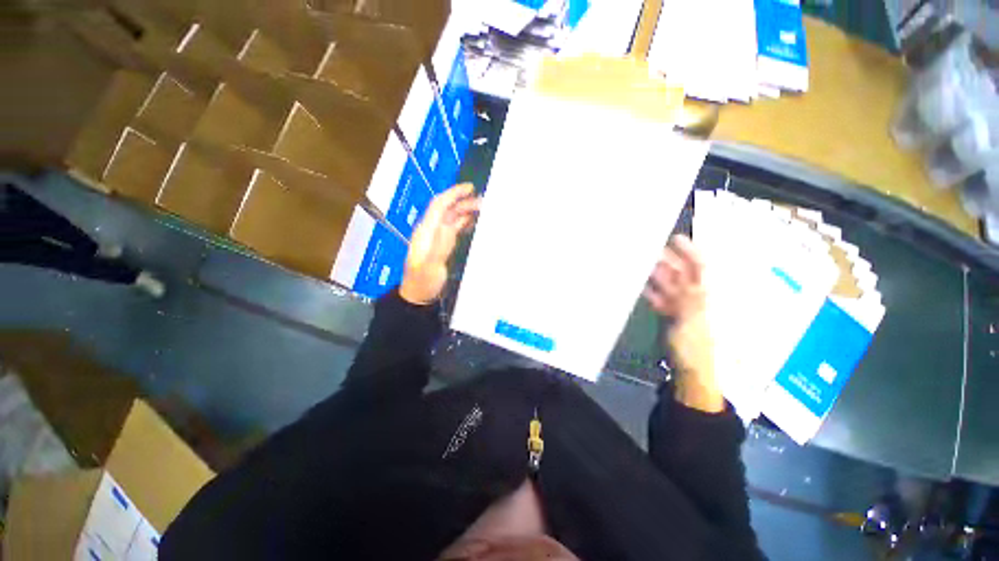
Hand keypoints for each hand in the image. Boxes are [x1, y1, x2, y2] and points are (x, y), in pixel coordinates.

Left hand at [399, 183, 480, 305]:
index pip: (439, 205)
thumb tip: (449, 222)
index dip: (453, 194)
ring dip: (465, 212)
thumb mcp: (431, 266)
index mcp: (426, 231)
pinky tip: (474, 223)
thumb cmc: (424, 282)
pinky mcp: (442, 245)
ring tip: (483, 211)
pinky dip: (464, 223)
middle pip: (447, 210)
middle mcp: (430, 230)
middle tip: (484, 203)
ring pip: (451, 218)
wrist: (418, 296)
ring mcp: (436, 238)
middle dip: (464, 203)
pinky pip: (454, 229)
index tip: (470, 188)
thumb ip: (440, 245)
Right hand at [643, 235, 723, 412]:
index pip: (703, 268)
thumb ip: (688, 293)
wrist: (692, 374)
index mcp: (711, 296)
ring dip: (657, 275)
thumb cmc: (698, 347)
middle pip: (685, 274)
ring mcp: (686, 307)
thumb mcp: (694, 319)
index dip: (691, 251)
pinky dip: (653, 292)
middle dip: (668, 261)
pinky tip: (642, 285)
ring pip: (672, 285)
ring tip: (641, 264)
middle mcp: (699, 297)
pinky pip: (663, 299)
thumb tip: (681, 270)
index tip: (675, 238)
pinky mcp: (673, 316)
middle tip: (649, 249)